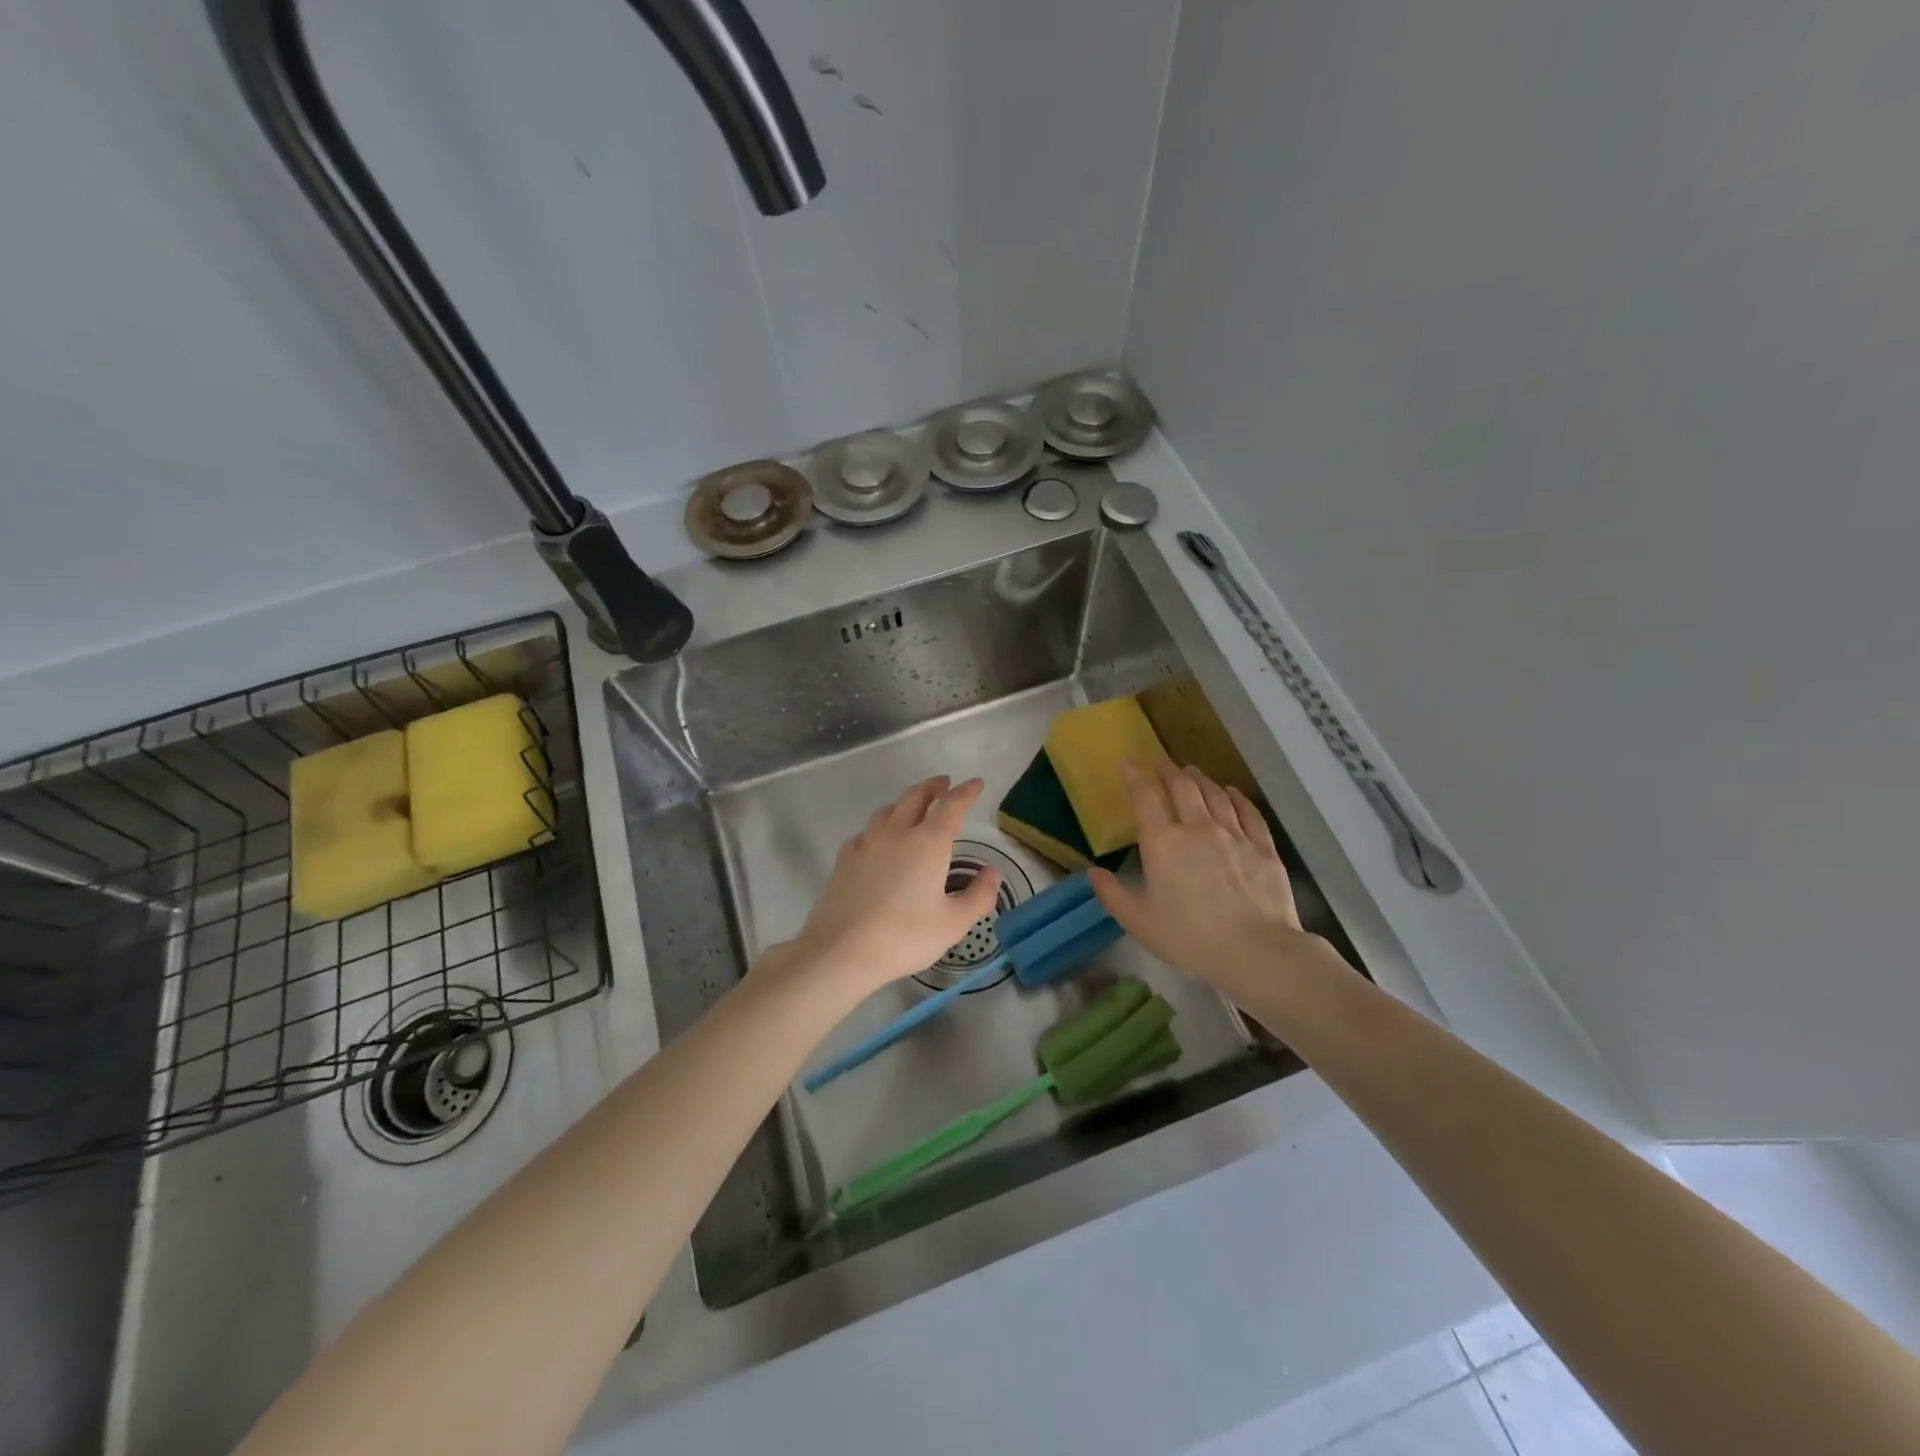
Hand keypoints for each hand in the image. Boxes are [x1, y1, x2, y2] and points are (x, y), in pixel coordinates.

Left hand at [773, 776, 999, 996]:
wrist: (841, 950)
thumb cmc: (904, 936)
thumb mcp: (953, 923)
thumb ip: (978, 895)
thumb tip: (992, 872)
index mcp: (928, 843)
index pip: (951, 806)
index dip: (966, 792)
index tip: (976, 783)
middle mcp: (897, 833)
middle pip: (916, 797)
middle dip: (933, 787)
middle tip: (944, 784)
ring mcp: (866, 843)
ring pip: (888, 810)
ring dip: (905, 801)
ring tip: (913, 806)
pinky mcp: (844, 859)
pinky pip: (866, 832)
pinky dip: (880, 827)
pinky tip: (878, 840)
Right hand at [1088, 760, 1335, 1001]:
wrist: (1255, 951)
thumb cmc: (1189, 937)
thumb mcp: (1139, 922)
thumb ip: (1112, 894)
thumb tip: (1092, 872)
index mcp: (1162, 842)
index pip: (1145, 797)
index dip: (1135, 775)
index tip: (1128, 762)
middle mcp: (1197, 828)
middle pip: (1183, 787)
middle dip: (1169, 770)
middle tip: (1162, 762)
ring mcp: (1234, 835)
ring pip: (1215, 795)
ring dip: (1201, 780)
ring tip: (1192, 772)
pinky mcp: (1263, 847)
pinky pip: (1248, 812)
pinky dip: (1237, 797)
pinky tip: (1232, 792)